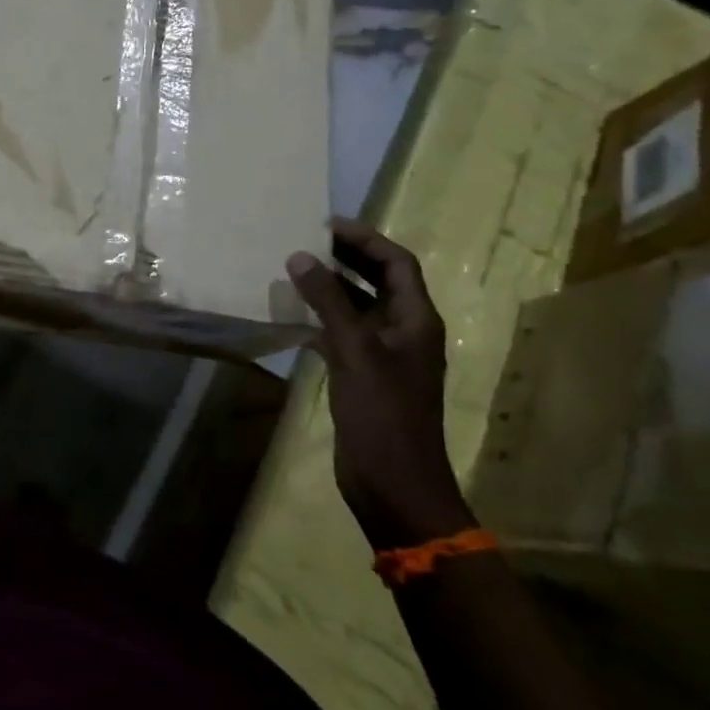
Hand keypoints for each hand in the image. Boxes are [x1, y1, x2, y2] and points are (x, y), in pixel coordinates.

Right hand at [286, 219, 473, 550]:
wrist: (394, 485)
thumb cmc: (383, 414)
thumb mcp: (355, 352)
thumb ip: (329, 301)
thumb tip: (301, 256)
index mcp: (416, 321)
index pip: (397, 263)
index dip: (366, 239)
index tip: (327, 225)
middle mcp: (405, 332)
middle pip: (380, 281)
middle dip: (348, 258)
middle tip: (307, 240)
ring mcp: (384, 356)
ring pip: (359, 307)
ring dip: (331, 288)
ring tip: (294, 270)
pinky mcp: (364, 376)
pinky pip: (343, 334)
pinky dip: (321, 319)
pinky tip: (293, 315)